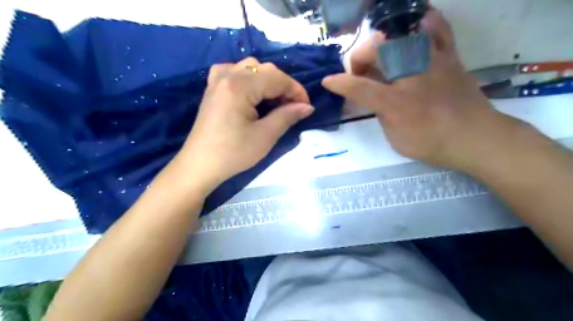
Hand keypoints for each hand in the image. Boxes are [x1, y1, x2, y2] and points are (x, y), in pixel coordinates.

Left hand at [178, 56, 314, 188]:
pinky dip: (249, 78)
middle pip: (265, 70)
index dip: (296, 91)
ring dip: (268, 81)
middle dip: (284, 86)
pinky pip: (234, 72)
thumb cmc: (233, 154)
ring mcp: (217, 80)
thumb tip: (307, 107)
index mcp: (240, 86)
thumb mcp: (265, 136)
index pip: (277, 78)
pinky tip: (252, 92)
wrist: (200, 165)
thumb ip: (287, 116)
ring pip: (251, 68)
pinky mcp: (213, 88)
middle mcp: (227, 75)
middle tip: (292, 108)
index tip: (307, 107)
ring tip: (274, 102)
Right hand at [322, 11, 519, 169]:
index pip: (357, 87)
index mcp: (394, 101)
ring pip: (399, 34)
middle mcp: (410, 75)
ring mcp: (431, 60)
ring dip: (381, 43)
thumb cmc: (432, 143)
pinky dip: (422, 23)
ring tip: (381, 57)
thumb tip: (375, 98)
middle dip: (359, 59)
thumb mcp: (395, 138)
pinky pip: (435, 26)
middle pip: (375, 49)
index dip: (338, 83)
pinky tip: (413, 31)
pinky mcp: (449, 55)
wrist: (476, 137)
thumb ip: (381, 114)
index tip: (327, 81)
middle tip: (360, 73)